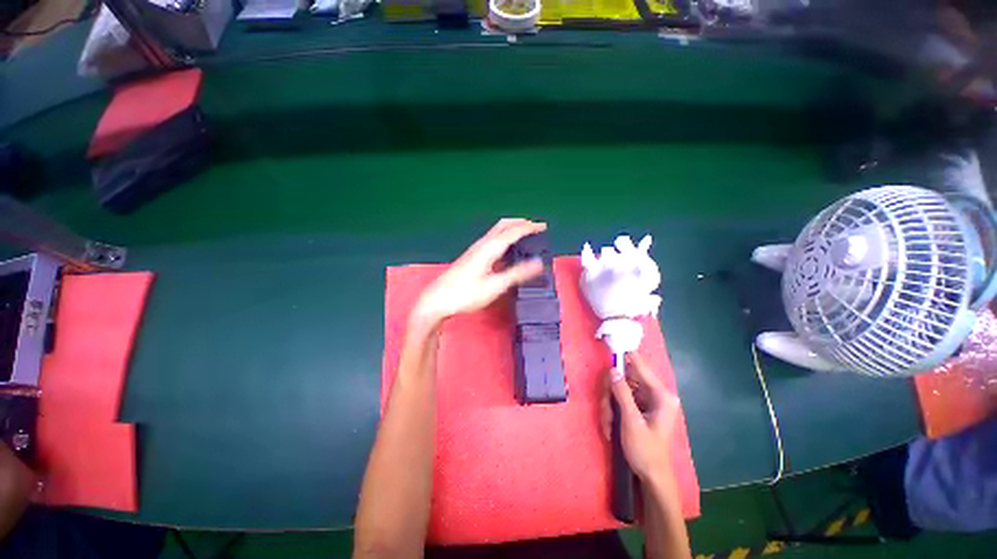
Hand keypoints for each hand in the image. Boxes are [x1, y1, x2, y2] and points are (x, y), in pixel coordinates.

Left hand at [412, 219, 546, 327]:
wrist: (437, 300)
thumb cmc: (466, 294)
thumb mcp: (495, 286)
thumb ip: (517, 274)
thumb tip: (538, 263)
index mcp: (489, 248)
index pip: (512, 232)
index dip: (528, 228)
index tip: (543, 226)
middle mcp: (482, 244)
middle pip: (503, 225)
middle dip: (520, 223)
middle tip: (535, 227)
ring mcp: (475, 250)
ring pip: (496, 232)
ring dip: (511, 229)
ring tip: (525, 234)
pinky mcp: (472, 257)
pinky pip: (492, 240)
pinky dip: (504, 238)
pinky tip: (506, 250)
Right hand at [601, 353, 679, 481]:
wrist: (652, 478)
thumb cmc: (645, 450)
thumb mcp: (631, 421)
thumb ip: (622, 393)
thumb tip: (613, 369)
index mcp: (661, 395)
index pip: (641, 366)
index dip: (625, 356)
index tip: (610, 345)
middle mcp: (655, 394)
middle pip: (626, 379)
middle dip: (611, 394)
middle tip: (607, 412)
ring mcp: (647, 401)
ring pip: (620, 389)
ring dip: (610, 405)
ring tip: (609, 425)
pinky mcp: (639, 407)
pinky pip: (621, 399)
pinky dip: (613, 410)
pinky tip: (611, 426)